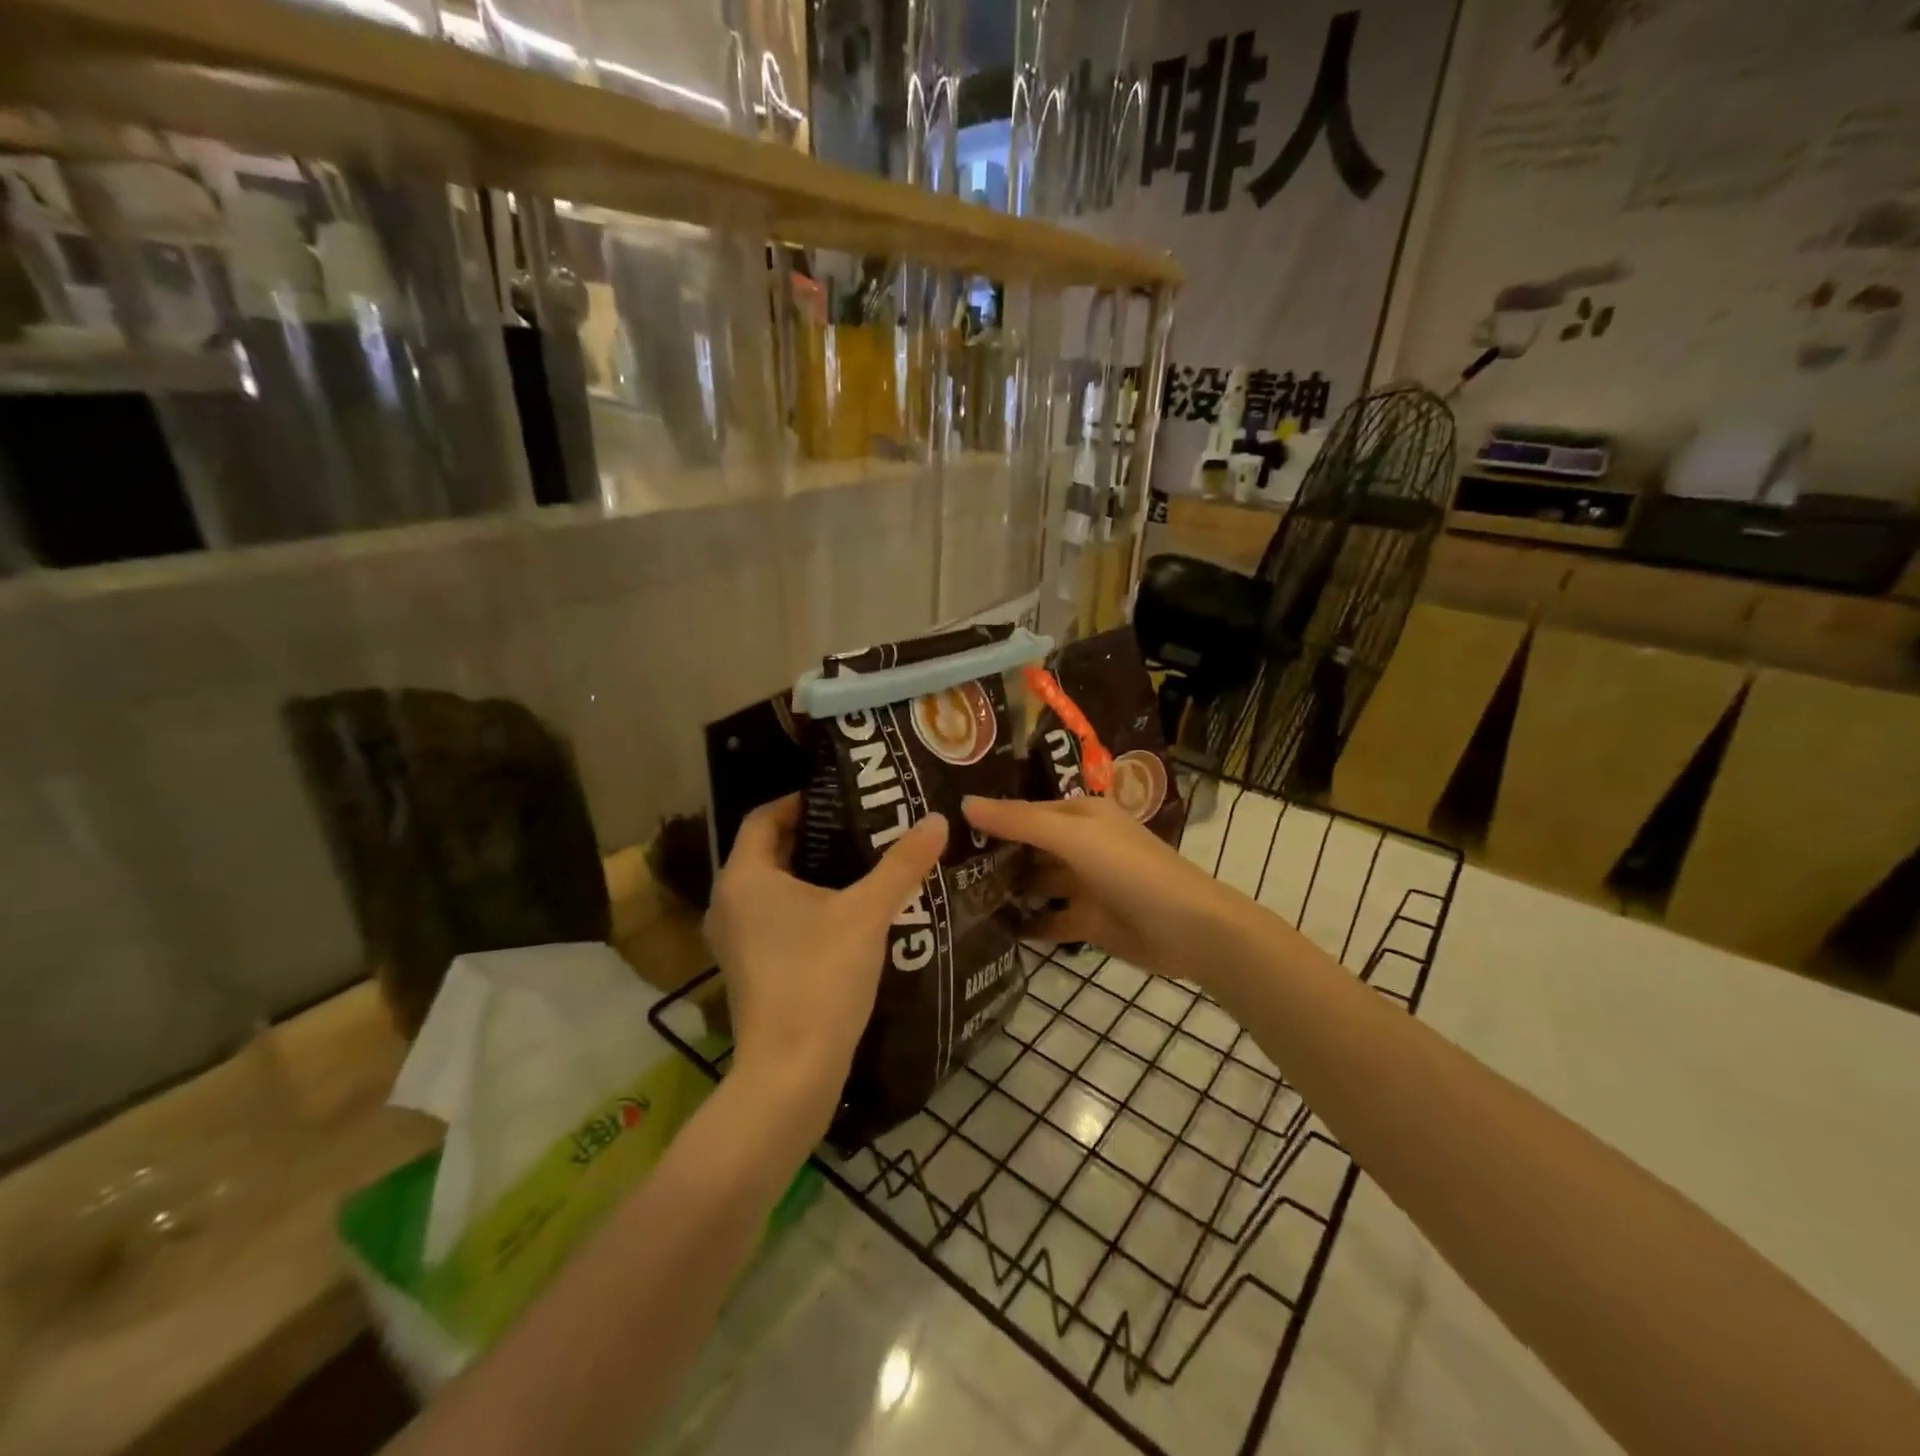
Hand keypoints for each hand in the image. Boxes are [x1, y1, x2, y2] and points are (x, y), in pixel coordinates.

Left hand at [704, 795, 947, 1118]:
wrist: (790, 1072)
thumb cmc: (820, 976)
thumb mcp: (868, 913)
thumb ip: (902, 864)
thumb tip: (938, 819)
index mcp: (744, 877)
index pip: (763, 817)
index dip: (800, 801)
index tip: (842, 800)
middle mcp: (728, 902)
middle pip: (768, 851)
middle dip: (814, 837)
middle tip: (863, 828)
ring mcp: (733, 941)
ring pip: (771, 888)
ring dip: (810, 873)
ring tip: (861, 866)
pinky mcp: (748, 970)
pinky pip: (773, 919)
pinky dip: (803, 906)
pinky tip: (846, 915)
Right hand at [962, 794, 1255, 991]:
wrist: (1189, 930)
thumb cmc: (1130, 870)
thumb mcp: (1073, 837)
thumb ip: (1020, 821)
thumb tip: (964, 803)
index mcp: (1078, 815)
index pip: (1023, 811)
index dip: (988, 816)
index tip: (941, 826)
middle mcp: (1078, 845)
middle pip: (1027, 846)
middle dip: (991, 854)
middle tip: (937, 866)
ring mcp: (1083, 884)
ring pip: (1034, 883)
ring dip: (1005, 889)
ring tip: (954, 898)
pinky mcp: (1087, 921)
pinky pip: (1048, 919)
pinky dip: (1025, 923)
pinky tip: (990, 930)